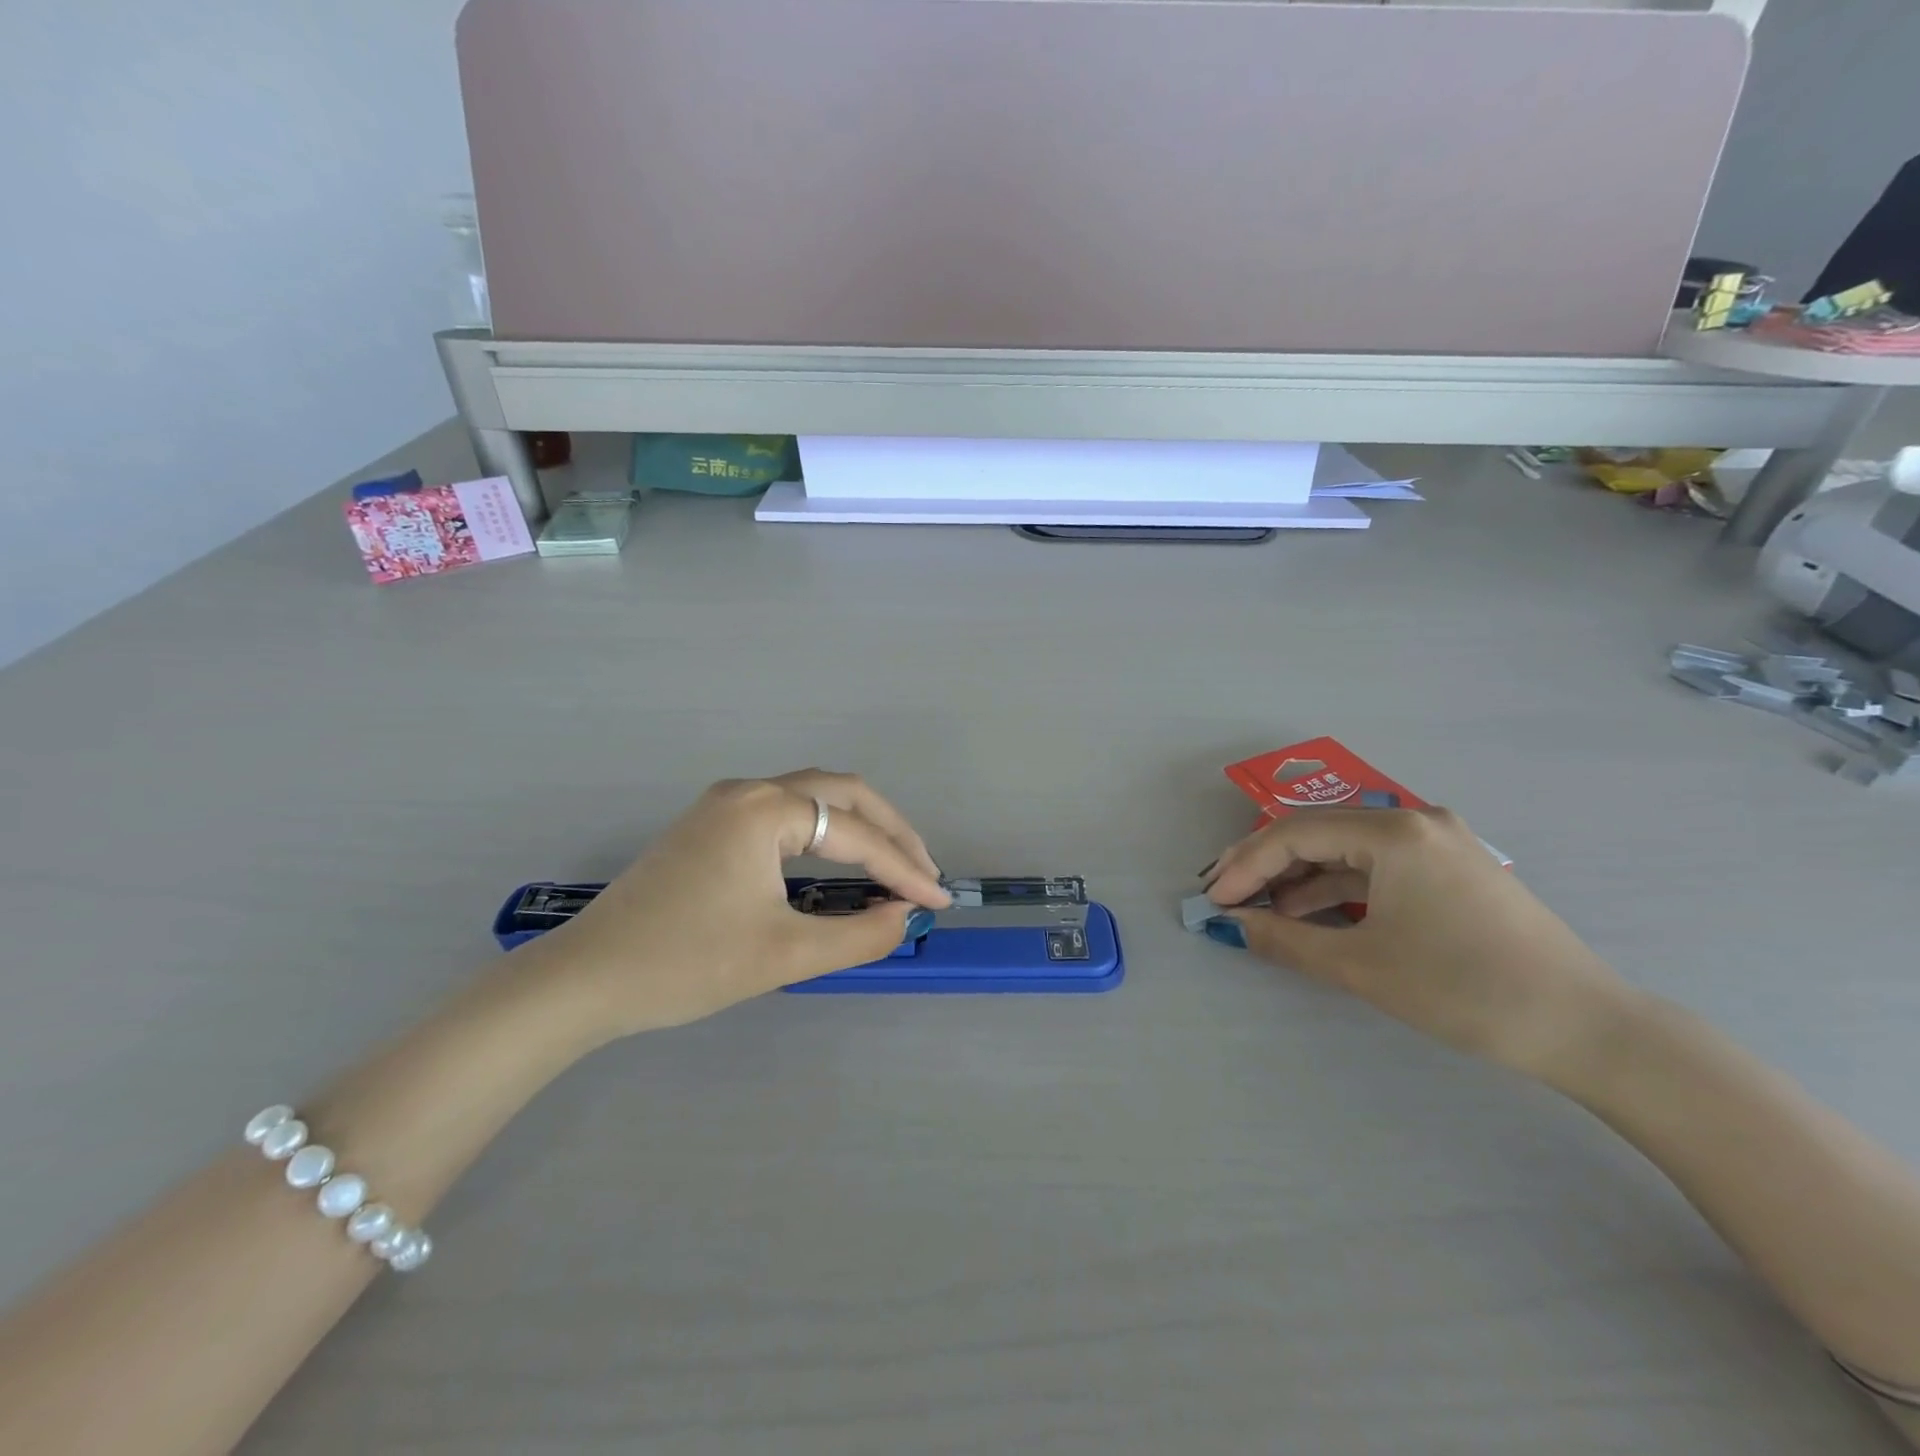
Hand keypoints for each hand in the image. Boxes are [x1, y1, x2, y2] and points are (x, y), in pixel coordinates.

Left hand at [530, 770, 949, 1037]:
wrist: (584, 979)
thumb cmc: (685, 964)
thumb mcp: (783, 955)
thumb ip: (858, 935)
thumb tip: (904, 916)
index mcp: (765, 810)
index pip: (855, 835)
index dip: (903, 869)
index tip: (938, 901)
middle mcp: (747, 791)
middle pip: (841, 793)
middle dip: (889, 830)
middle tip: (922, 871)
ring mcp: (723, 804)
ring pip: (812, 798)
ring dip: (857, 827)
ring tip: (892, 864)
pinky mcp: (709, 825)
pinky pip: (784, 814)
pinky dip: (823, 834)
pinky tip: (837, 863)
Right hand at [1203, 807, 1638, 1081]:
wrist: (1587, 1027)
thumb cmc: (1465, 990)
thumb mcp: (1362, 967)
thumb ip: (1285, 940)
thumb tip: (1232, 925)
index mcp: (1393, 833)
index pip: (1294, 834)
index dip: (1245, 866)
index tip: (1212, 899)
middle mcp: (1413, 821)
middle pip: (1316, 833)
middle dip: (1265, 865)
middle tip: (1224, 895)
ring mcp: (1436, 842)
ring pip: (1345, 850)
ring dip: (1298, 878)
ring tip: (1259, 908)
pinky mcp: (1449, 868)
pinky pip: (1375, 867)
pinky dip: (1337, 888)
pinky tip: (1308, 912)